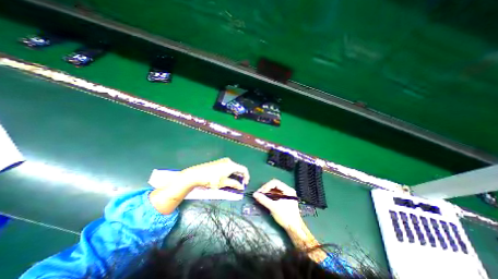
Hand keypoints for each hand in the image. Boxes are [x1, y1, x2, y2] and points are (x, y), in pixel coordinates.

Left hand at [180, 158, 250, 190]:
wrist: (196, 174)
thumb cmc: (211, 179)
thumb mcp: (223, 183)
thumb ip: (234, 184)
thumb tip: (241, 187)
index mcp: (231, 165)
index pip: (244, 170)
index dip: (246, 177)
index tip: (245, 184)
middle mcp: (229, 161)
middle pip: (238, 168)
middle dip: (240, 177)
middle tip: (239, 185)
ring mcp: (223, 161)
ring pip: (233, 168)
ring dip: (235, 175)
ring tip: (233, 183)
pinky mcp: (218, 162)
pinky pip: (228, 167)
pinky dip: (230, 173)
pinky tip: (227, 178)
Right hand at [254, 180, 328, 262]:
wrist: (294, 228)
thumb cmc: (285, 217)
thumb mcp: (273, 207)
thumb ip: (264, 200)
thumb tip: (254, 194)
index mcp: (288, 190)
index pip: (275, 182)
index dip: (267, 186)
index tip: (261, 192)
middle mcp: (287, 190)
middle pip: (274, 185)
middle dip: (266, 188)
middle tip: (259, 194)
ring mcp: (286, 194)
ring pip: (274, 189)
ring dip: (267, 192)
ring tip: (260, 196)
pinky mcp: (284, 199)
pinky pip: (275, 194)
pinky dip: (269, 195)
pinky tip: (265, 198)